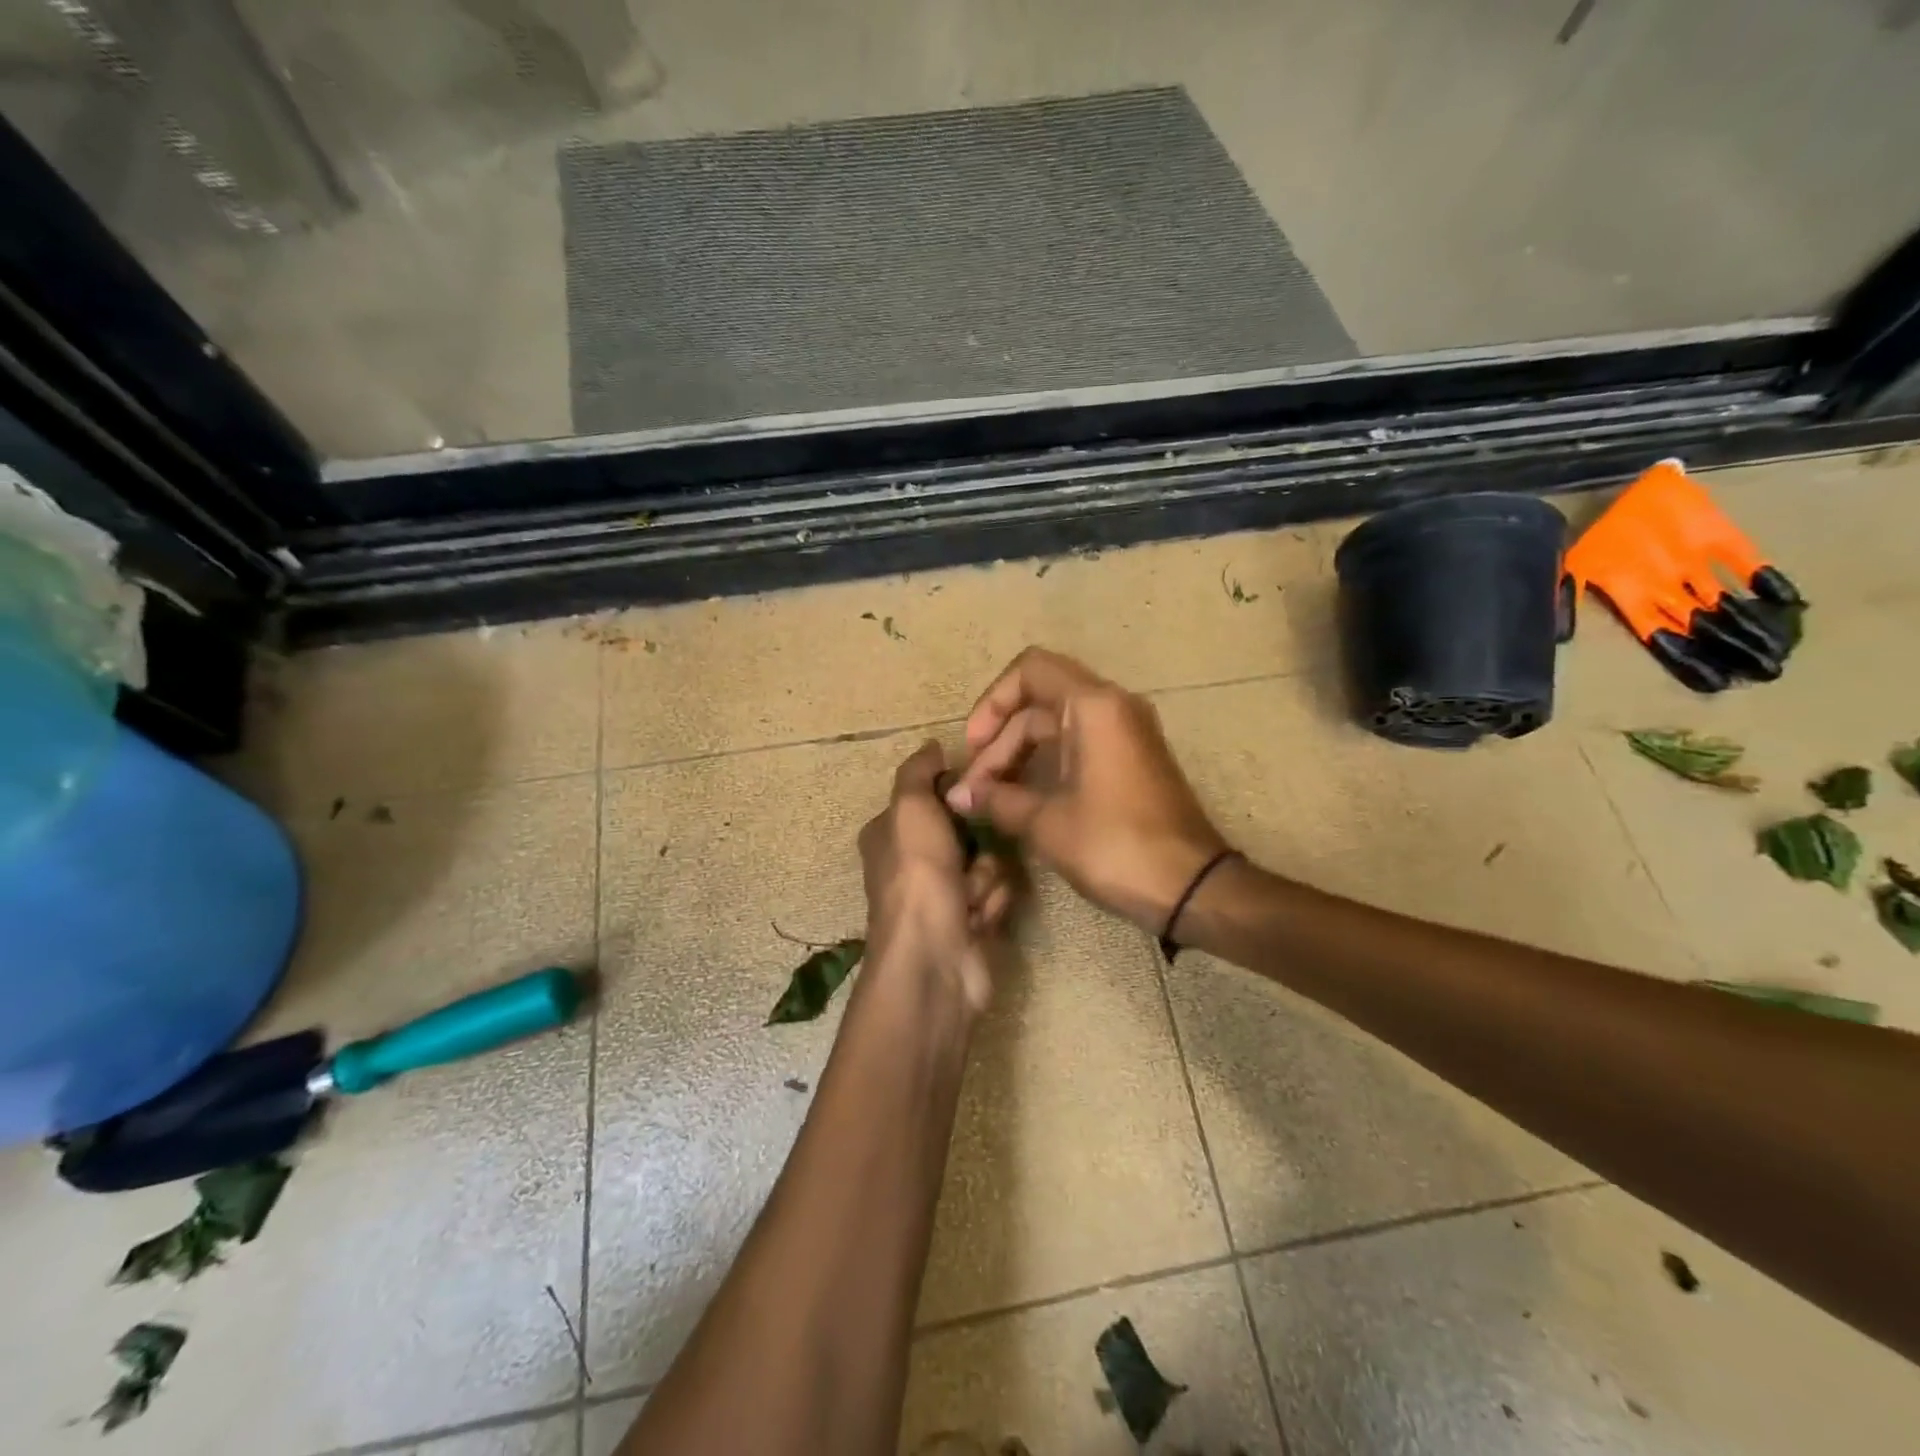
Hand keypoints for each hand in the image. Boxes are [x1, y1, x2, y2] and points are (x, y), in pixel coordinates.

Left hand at [858, 740, 1016, 1015]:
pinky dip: (991, 903)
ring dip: (986, 876)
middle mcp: (913, 863)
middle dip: (978, 840)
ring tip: (971, 896)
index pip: (929, 797)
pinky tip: (979, 919)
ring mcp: (941, 896)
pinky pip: (996, 895)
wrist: (934, 959)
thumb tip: (931, 746)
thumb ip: (918, 772)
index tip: (973, 790)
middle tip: (974, 849)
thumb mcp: (909, 808)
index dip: (953, 793)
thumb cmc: (917, 875)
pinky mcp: (969, 924)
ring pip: (987, 862)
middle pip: (965, 830)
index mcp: (891, 834)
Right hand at [945, 648, 1226, 932]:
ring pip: (1058, 725)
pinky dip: (1047, 763)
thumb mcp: (1047, 823)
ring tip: (991, 798)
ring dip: (1020, 755)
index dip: (993, 701)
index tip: (974, 745)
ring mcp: (1128, 733)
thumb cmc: (1115, 845)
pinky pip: (1080, 744)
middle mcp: (1114, 707)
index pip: (1030, 670)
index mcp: (1094, 706)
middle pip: (1040, 701)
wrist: (1192, 887)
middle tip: (975, 789)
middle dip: (1001, 741)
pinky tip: (1023, 799)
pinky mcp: (1133, 761)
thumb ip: (998, 800)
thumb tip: (958, 797)